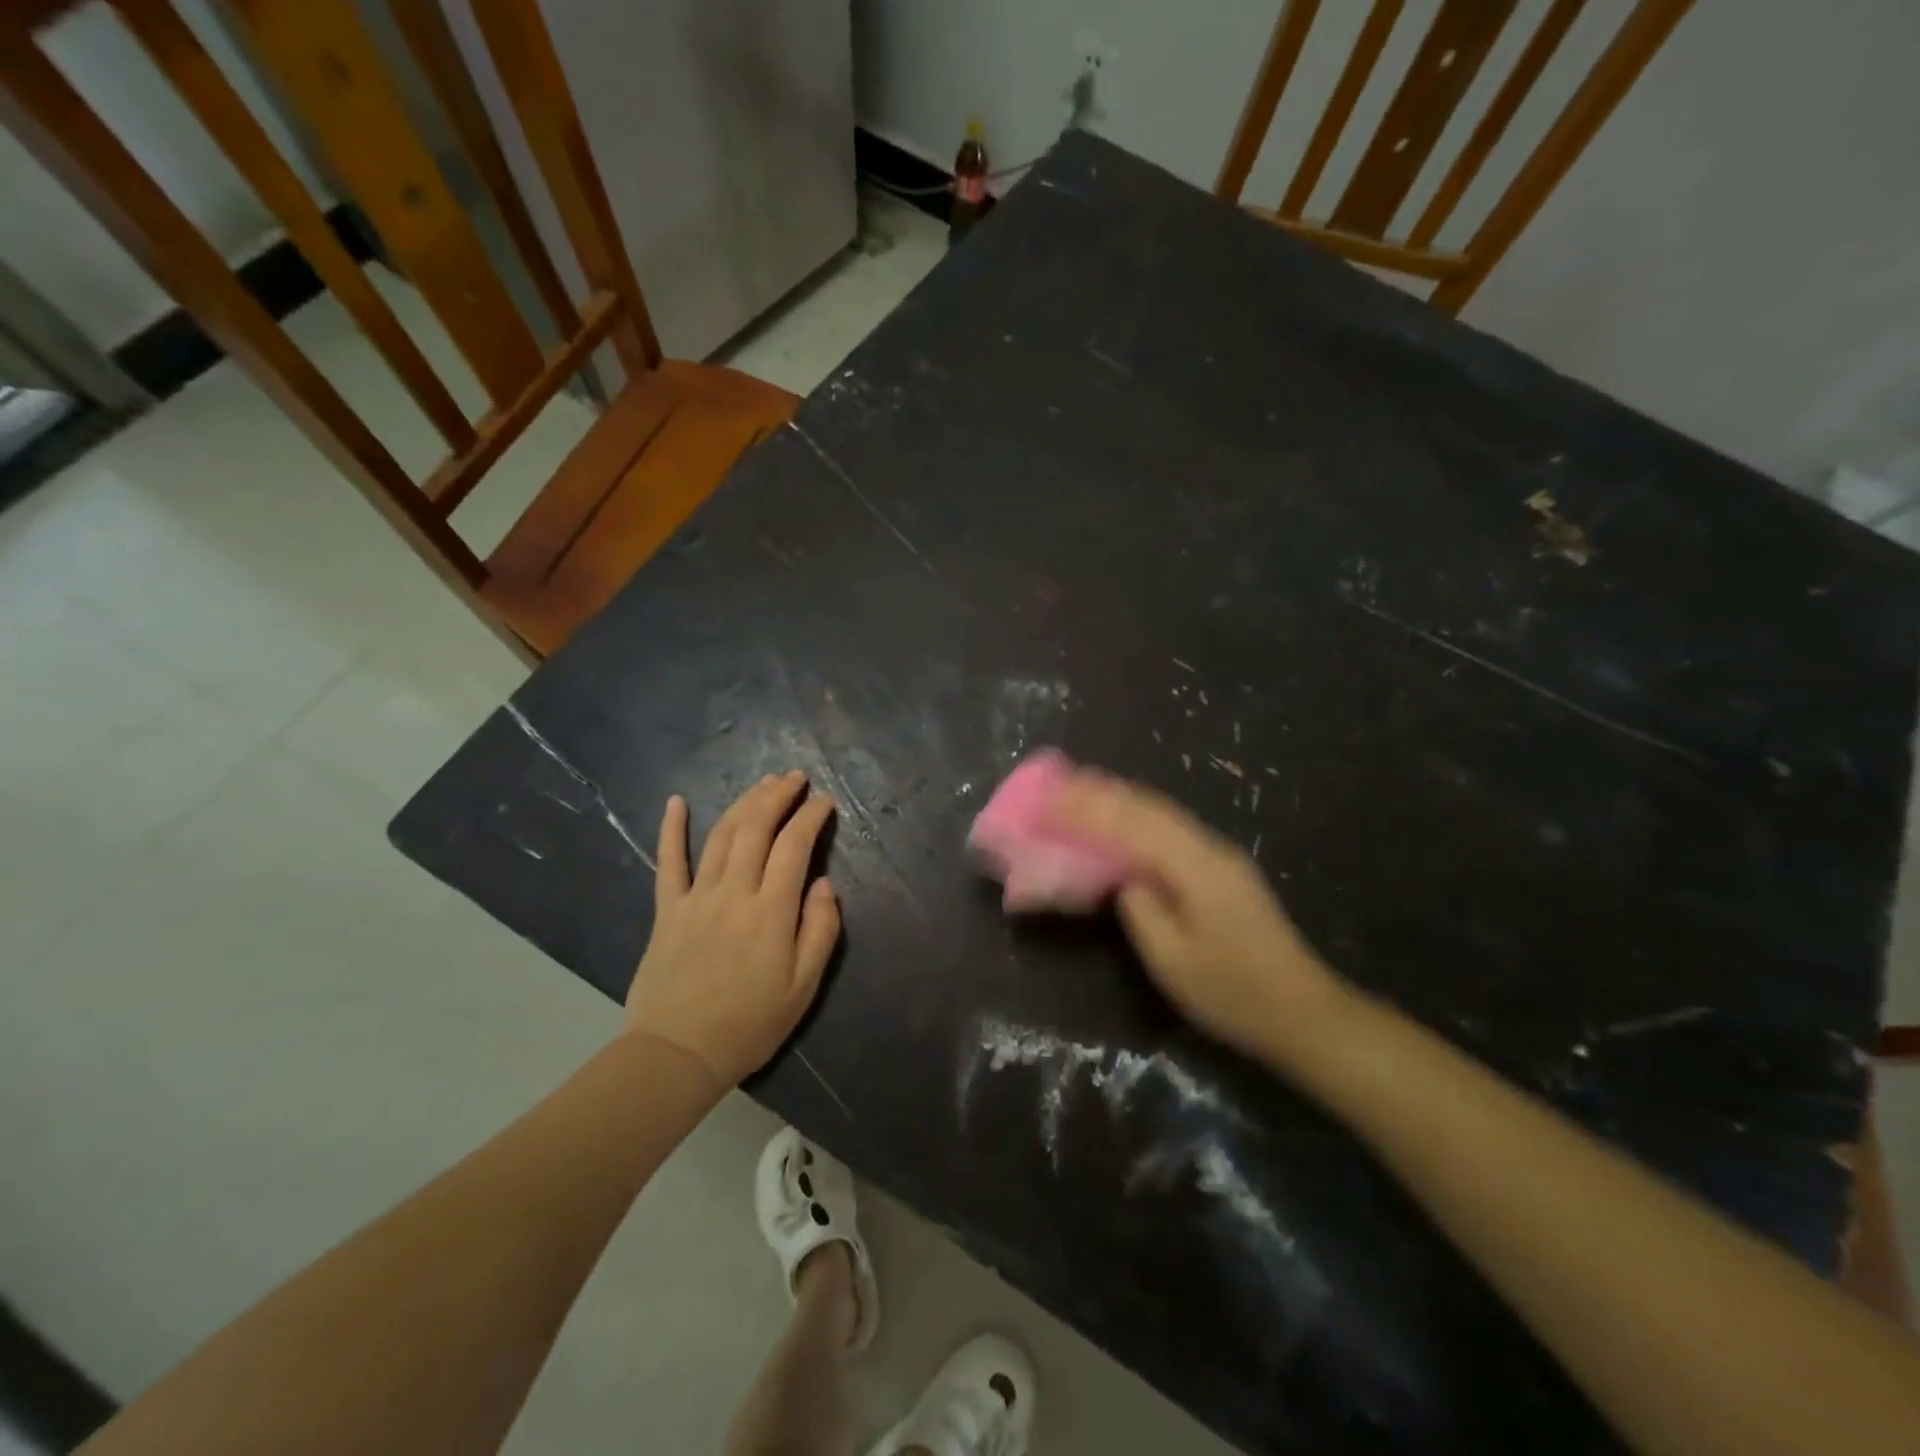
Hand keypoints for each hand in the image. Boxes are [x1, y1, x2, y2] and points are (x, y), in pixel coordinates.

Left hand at [625, 771, 840, 1086]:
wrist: (678, 1053)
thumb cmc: (749, 1024)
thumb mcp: (803, 987)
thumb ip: (820, 930)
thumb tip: (824, 884)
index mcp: (771, 910)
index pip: (795, 846)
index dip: (811, 817)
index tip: (825, 802)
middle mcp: (734, 892)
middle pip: (756, 828)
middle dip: (778, 796)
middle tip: (795, 778)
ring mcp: (697, 897)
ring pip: (722, 835)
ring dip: (744, 803)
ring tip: (762, 782)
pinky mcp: (668, 910)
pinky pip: (668, 862)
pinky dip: (671, 829)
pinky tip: (676, 802)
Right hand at [1051, 772, 1347, 1063]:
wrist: (1303, 1012)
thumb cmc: (1233, 993)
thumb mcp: (1173, 962)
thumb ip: (1141, 911)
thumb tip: (1123, 879)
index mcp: (1196, 867)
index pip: (1132, 824)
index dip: (1087, 810)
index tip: (1048, 802)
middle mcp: (1209, 848)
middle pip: (1148, 807)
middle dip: (1100, 793)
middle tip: (1057, 785)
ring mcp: (1219, 856)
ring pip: (1161, 813)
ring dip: (1119, 798)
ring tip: (1080, 789)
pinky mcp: (1221, 869)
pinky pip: (1169, 830)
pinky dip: (1137, 816)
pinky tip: (1122, 818)